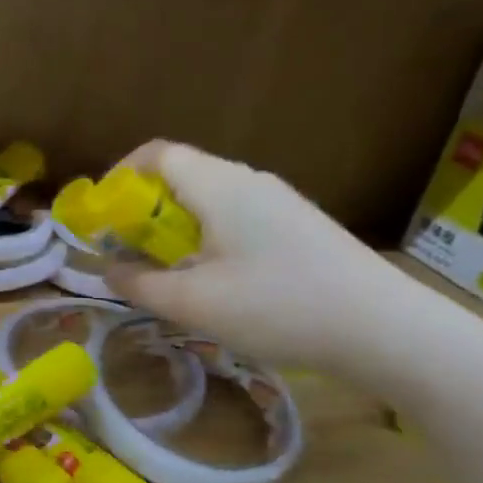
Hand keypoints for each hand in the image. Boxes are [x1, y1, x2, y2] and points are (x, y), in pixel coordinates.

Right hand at [107, 141, 418, 375]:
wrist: (382, 329)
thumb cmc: (276, 307)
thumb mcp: (192, 303)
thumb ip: (138, 283)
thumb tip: (107, 269)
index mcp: (219, 186)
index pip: (157, 154)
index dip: (120, 176)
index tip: (101, 215)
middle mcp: (249, 181)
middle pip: (181, 176)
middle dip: (142, 211)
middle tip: (126, 253)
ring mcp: (279, 202)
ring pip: (209, 200)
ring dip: (174, 229)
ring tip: (165, 273)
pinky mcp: (298, 226)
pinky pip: (236, 218)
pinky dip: (206, 238)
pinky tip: (214, 281)